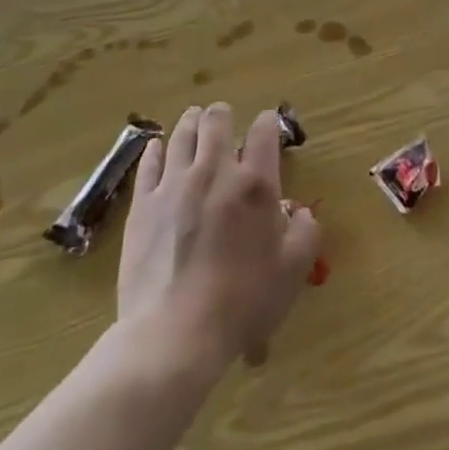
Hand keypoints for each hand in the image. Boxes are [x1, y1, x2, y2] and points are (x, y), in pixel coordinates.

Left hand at [118, 104, 320, 368]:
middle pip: (216, 120)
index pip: (264, 130)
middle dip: (223, 115)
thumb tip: (299, 211)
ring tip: (193, 120)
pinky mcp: (143, 204)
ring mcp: (173, 184)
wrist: (175, 333)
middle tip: (225, 121)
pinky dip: (156, 149)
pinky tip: (159, 147)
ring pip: (182, 134)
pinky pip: (149, 163)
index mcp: (255, 183)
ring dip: (191, 122)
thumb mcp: (293, 270)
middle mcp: (214, 171)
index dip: (268, 123)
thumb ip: (305, 232)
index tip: (268, 129)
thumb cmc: (242, 302)